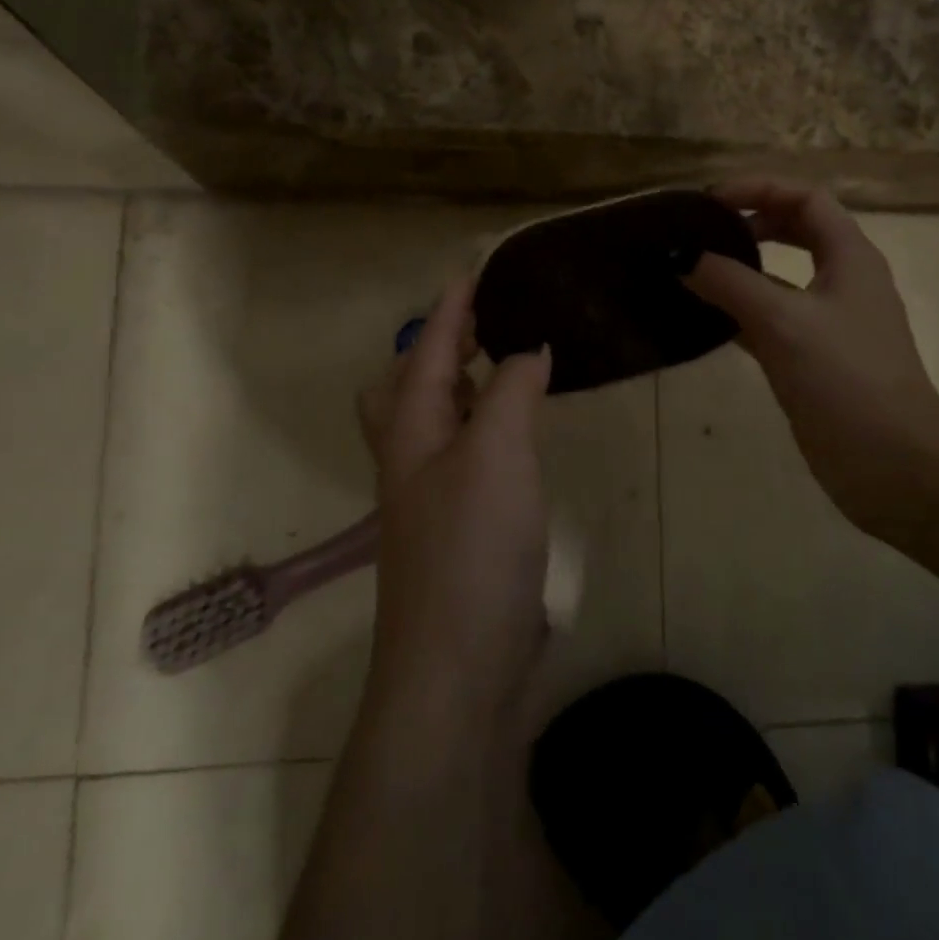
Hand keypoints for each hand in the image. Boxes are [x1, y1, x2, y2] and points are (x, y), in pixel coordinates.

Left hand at [356, 275, 552, 718]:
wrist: (458, 670)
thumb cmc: (472, 549)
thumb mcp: (496, 454)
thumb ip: (511, 392)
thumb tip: (529, 349)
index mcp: (409, 429)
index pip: (427, 349)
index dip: (452, 307)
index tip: (475, 268)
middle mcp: (411, 457)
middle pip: (410, 384)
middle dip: (442, 346)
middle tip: (488, 323)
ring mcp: (431, 498)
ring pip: (437, 420)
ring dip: (464, 385)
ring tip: (507, 365)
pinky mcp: (458, 529)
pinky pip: (466, 455)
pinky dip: (486, 427)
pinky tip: (517, 436)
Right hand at [683, 176, 938, 531]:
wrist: (893, 465)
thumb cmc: (845, 379)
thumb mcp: (782, 321)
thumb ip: (729, 283)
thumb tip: (680, 257)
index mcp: (850, 257)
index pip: (805, 199)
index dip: (759, 188)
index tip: (710, 201)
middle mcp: (843, 281)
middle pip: (796, 230)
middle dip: (750, 222)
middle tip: (701, 231)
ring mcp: (829, 322)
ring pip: (781, 278)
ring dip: (742, 268)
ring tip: (694, 270)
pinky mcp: (814, 358)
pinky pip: (771, 319)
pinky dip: (740, 312)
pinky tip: (705, 320)